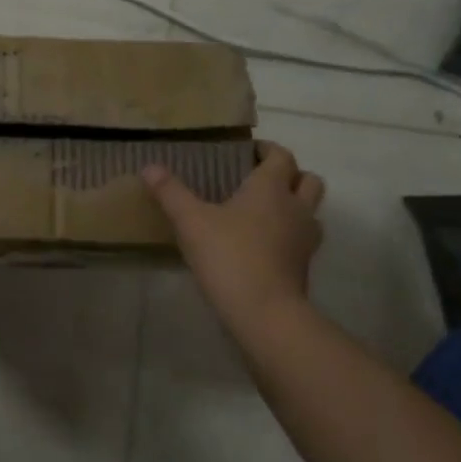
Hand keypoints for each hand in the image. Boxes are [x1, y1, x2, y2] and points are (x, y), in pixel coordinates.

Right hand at [142, 143, 325, 330]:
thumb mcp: (190, 221)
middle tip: (260, 179)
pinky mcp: (305, 265)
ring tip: (265, 211)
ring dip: (295, 204)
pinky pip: (304, 238)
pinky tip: (265, 243)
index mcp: (271, 188)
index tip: (248, 151)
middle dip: (290, 174)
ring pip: (311, 210)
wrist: (264, 312)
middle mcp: (296, 207)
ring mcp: (306, 238)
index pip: (281, 156)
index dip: (267, 149)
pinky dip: (290, 233)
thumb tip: (149, 167)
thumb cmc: (229, 255)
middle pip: (308, 179)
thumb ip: (170, 192)